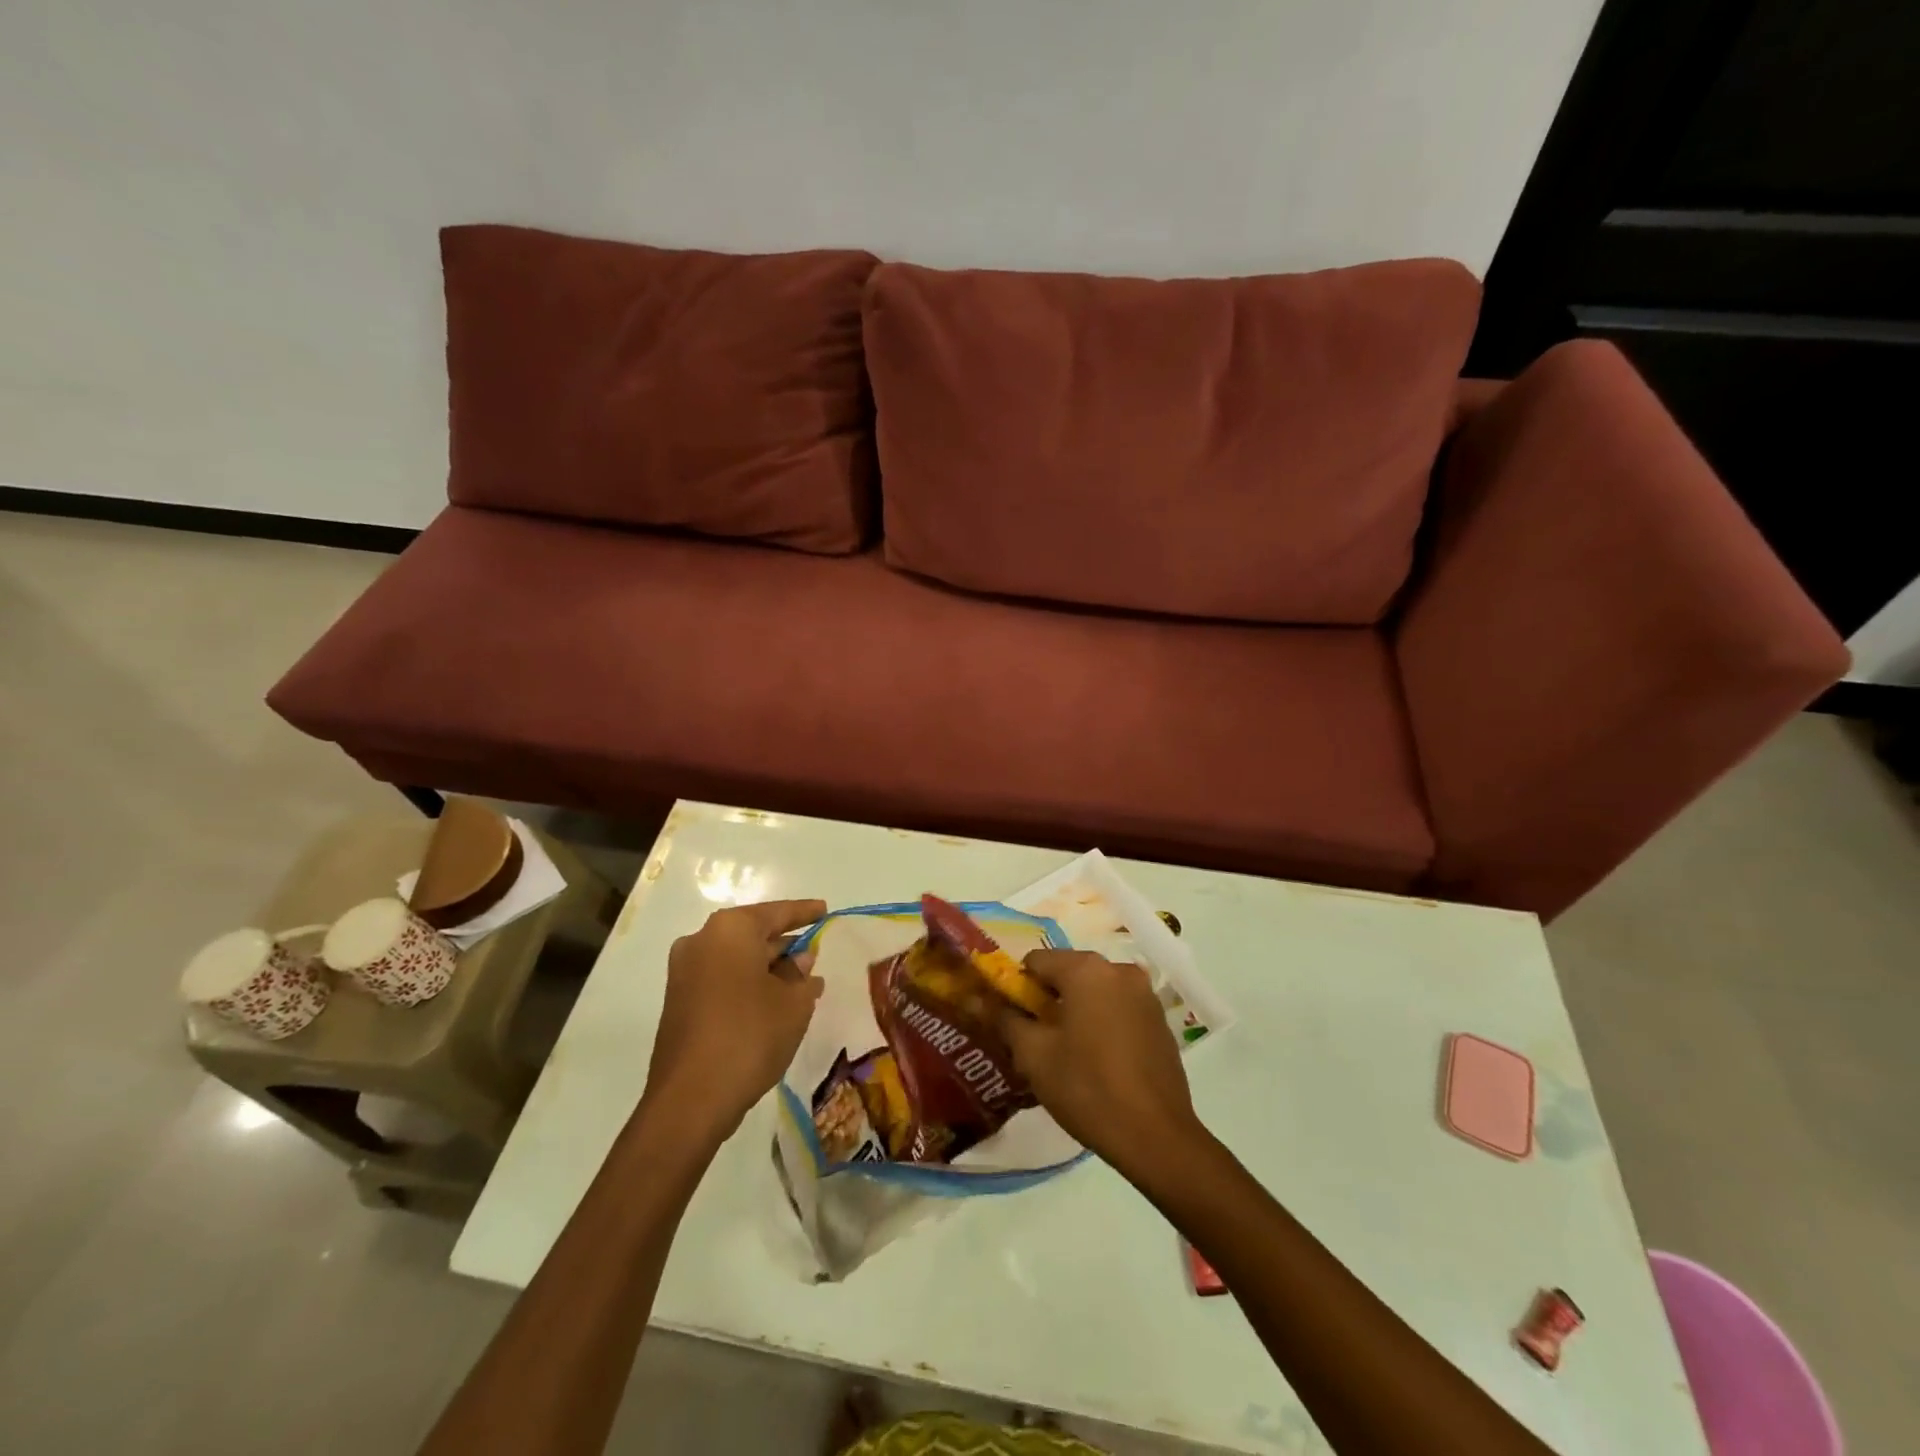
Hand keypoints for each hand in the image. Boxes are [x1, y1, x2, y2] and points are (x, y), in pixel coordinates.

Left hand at [644, 899, 826, 1143]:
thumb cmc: (750, 1036)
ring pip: (736, 959)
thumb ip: (802, 976)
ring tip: (800, 981)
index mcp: (730, 930)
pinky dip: (746, 984)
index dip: (805, 912)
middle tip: (815, 951)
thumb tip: (801, 962)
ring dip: (766, 967)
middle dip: (785, 944)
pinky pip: (721, 979)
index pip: (776, 912)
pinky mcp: (678, 1002)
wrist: (690, 1100)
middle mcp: (702, 941)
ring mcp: (684, 973)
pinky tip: (772, 1002)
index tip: (825, 910)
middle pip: (753, 934)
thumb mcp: (793, 1004)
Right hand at [997, 949, 1202, 1178]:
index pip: (1036, 961)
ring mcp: (1144, 994)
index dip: (1019, 988)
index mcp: (1086, 969)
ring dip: (1076, 1010)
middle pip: (1068, 972)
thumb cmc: (1087, 1088)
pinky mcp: (1160, 1019)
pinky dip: (1102, 1021)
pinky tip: (1099, 1060)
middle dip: (1048, 999)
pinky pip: (1118, 1007)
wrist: (1156, 1136)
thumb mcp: (1034, 1055)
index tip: (1015, 1022)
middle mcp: (1118, 969)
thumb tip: (979, 999)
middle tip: (1037, 1041)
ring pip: (1095, 990)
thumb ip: (1005, 1019)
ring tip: (1068, 1053)